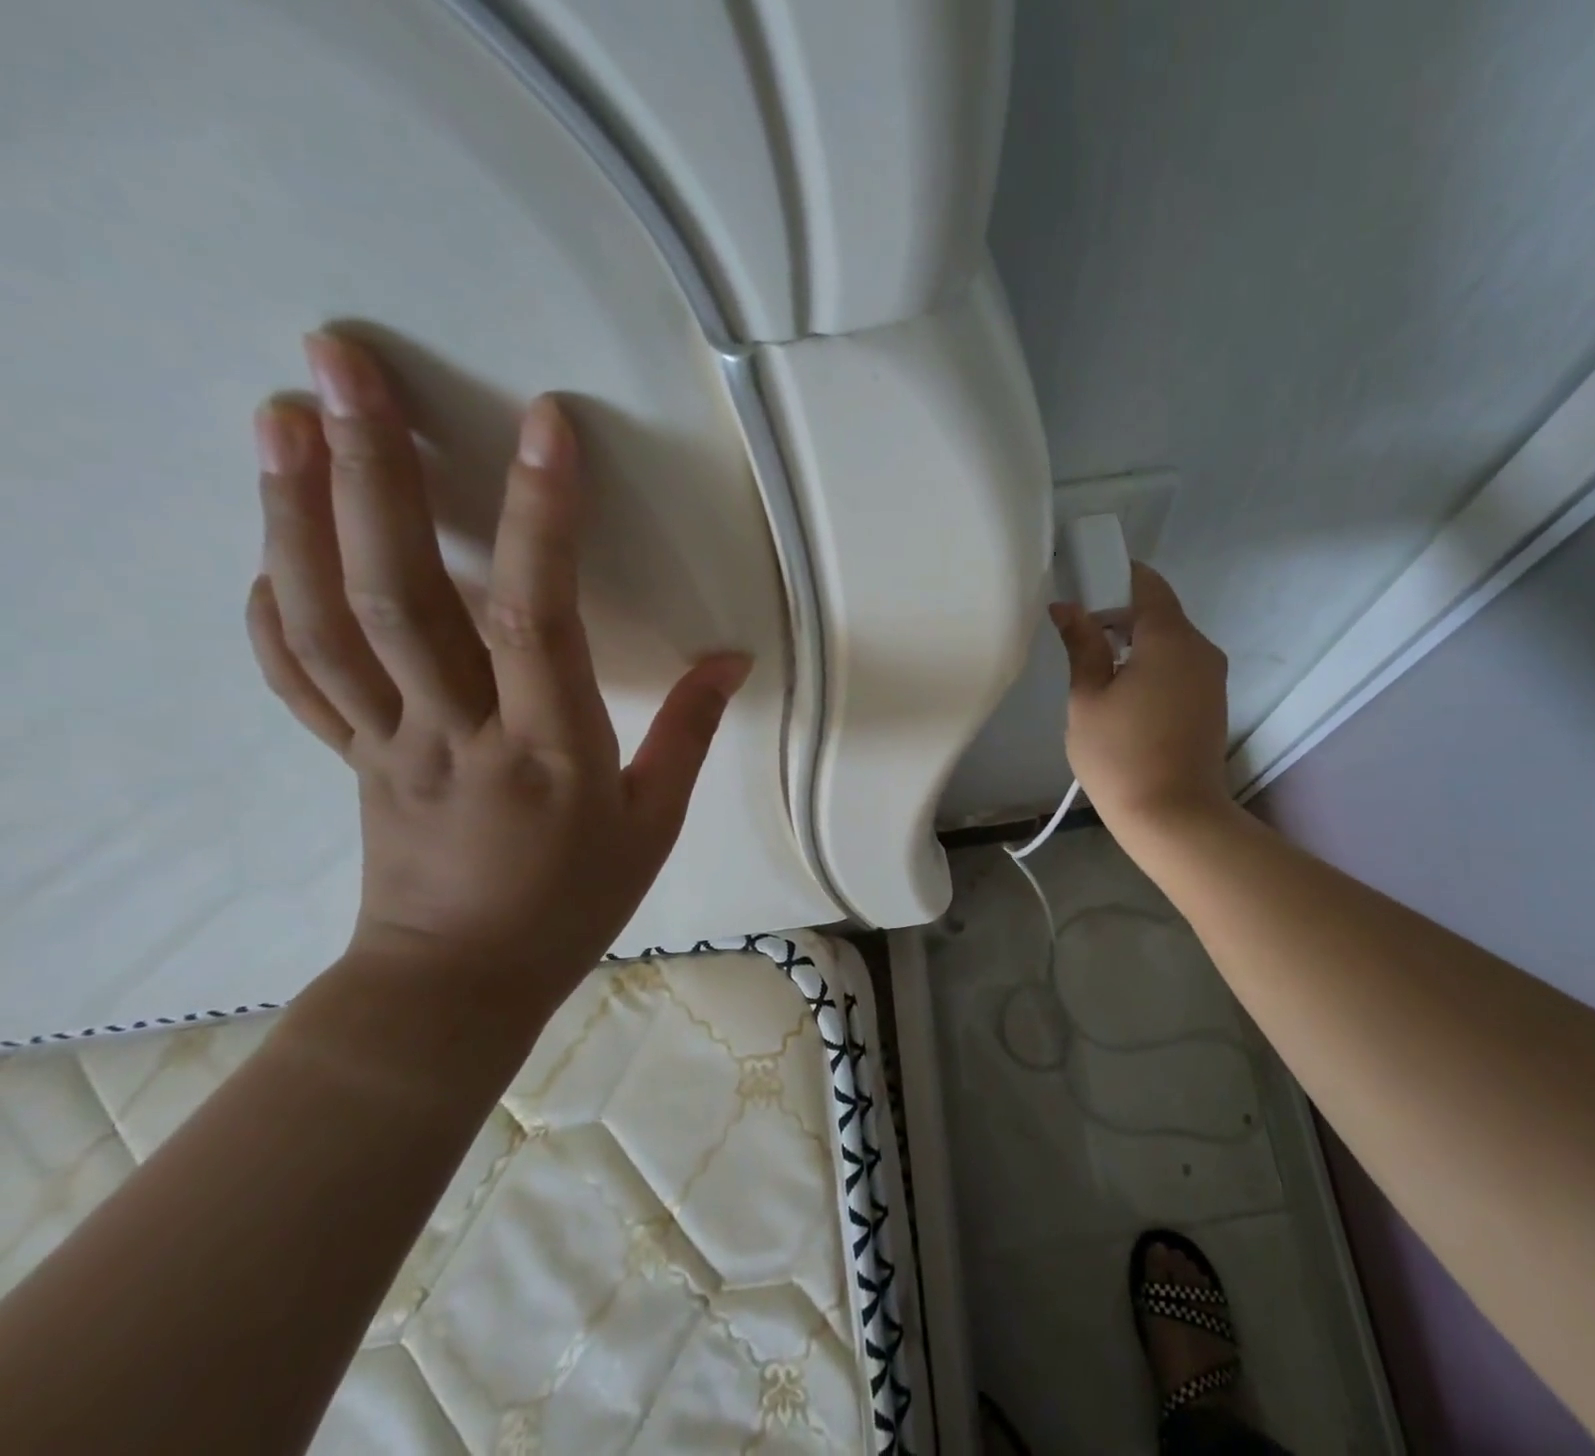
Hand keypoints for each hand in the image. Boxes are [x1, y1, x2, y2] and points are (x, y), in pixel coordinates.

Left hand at [247, 334, 747, 1005]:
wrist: (459, 981)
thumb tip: (731, 658)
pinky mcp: (351, 754)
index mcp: (548, 749)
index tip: (544, 428)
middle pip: (400, 593)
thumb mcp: (655, 821)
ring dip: (297, 511)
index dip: (542, 517)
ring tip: (279, 415)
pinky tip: (270, 538)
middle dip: (372, 471)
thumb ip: (689, 731)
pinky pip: (299, 672)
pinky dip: (273, 601)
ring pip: (329, 618)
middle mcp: (456, 730)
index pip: (537, 617)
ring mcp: (386, 739)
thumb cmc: (573, 901)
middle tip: (341, 365)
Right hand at [1050, 563, 1231, 836]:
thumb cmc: (1120, 756)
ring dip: (1136, 642)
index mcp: (1171, 639)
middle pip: (1160, 612)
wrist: (1174, 818)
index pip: (1147, 583)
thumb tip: (1067, 607)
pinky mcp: (1213, 703)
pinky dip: (1153, 665)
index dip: (1113, 577)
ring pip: (1171, 641)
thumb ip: (1082, 646)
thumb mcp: (1088, 698)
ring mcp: (1212, 677)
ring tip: (1096, 668)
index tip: (1082, 588)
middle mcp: (1201, 648)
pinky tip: (1124, 693)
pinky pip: (1180, 666)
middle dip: (1119, 613)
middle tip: (1078, 635)